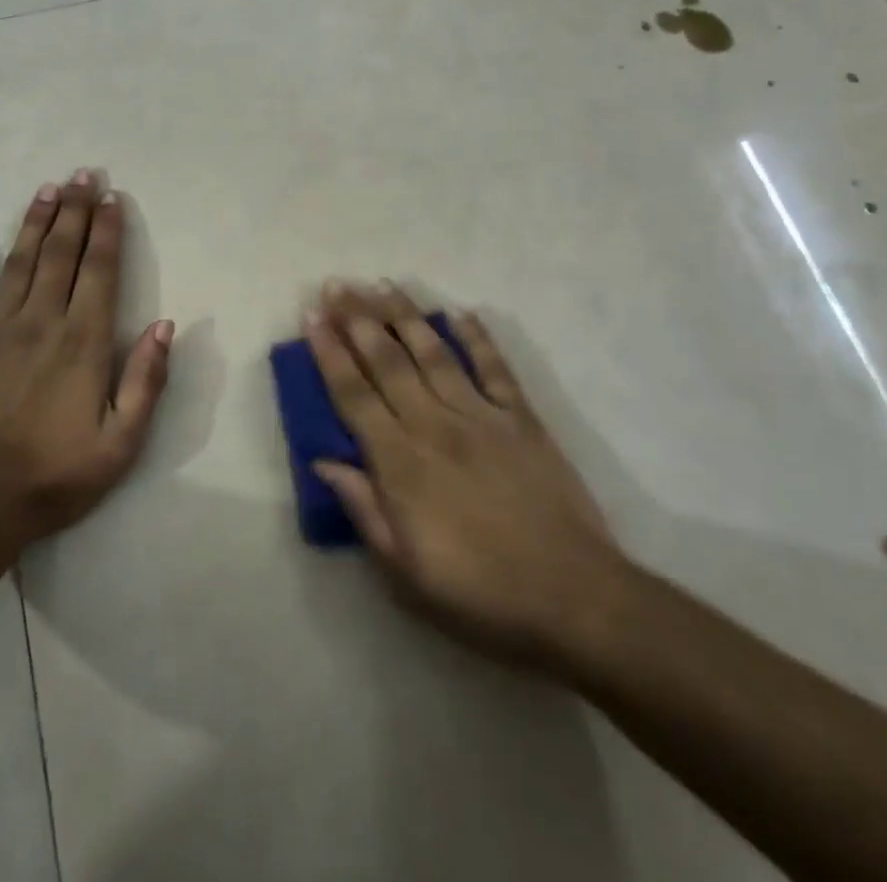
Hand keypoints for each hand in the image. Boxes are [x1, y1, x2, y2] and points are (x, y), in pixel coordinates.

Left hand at [0, 170, 173, 550]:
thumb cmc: (54, 476)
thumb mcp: (121, 443)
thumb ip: (146, 381)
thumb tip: (166, 326)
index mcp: (82, 342)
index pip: (100, 271)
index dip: (107, 230)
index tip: (111, 197)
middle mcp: (39, 322)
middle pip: (60, 254)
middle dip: (73, 211)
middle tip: (81, 174)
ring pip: (16, 262)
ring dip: (32, 222)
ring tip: (44, 189)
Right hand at [304, 282, 630, 676]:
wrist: (574, 600)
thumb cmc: (479, 596)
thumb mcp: (404, 574)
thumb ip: (364, 509)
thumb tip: (324, 460)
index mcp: (400, 463)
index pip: (353, 395)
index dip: (329, 353)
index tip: (312, 316)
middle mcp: (434, 425)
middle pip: (388, 361)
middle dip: (358, 319)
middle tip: (337, 285)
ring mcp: (481, 416)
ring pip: (434, 353)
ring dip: (405, 315)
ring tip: (382, 284)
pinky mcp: (522, 419)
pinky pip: (495, 368)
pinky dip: (478, 337)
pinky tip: (462, 313)